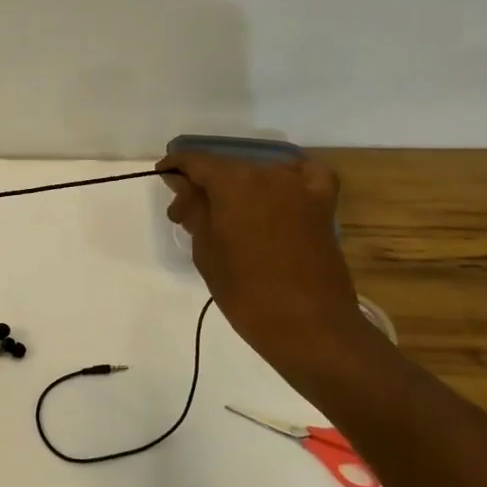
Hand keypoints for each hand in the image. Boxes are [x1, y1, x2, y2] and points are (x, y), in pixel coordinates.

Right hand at [155, 149, 372, 374]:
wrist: (307, 325)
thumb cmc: (245, 290)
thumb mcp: (206, 250)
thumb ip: (193, 209)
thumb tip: (182, 185)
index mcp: (233, 182)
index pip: (196, 161)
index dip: (176, 168)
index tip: (163, 179)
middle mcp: (268, 173)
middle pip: (228, 167)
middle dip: (205, 184)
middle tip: (188, 215)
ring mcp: (300, 187)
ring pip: (260, 173)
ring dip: (240, 186)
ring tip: (228, 215)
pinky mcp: (323, 205)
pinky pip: (306, 176)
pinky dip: (290, 177)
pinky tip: (279, 191)